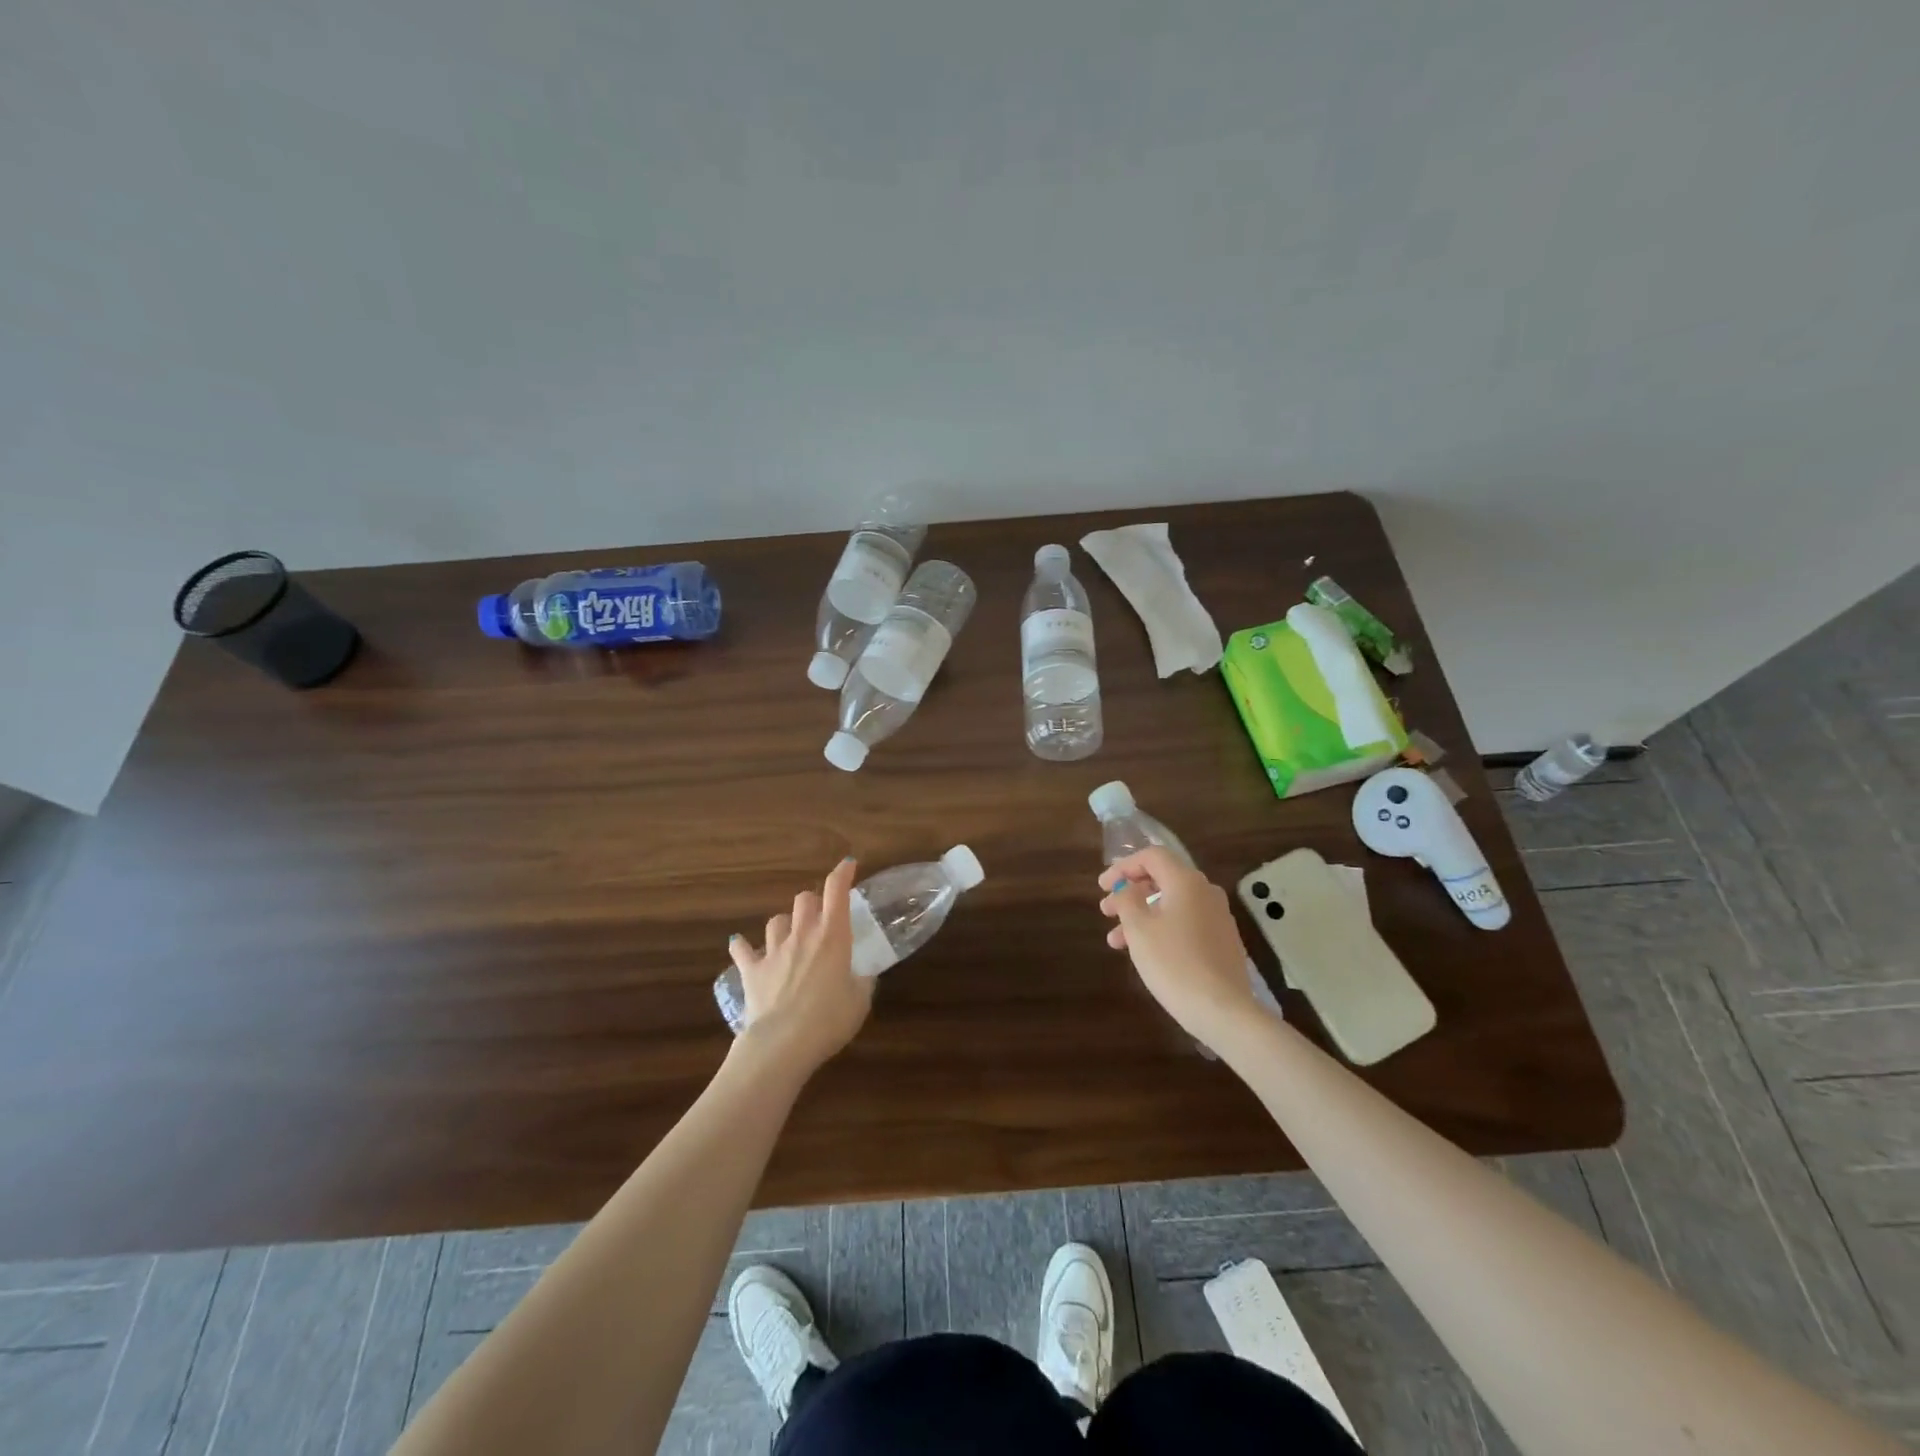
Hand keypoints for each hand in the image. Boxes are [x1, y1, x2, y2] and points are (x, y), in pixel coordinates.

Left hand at [728, 859, 873, 1076]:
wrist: (782, 1043)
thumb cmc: (829, 1019)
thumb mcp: (860, 1001)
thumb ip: (862, 981)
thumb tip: (862, 975)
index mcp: (833, 936)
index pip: (837, 891)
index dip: (842, 873)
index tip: (848, 865)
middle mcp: (802, 935)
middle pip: (804, 900)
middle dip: (813, 902)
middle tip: (820, 917)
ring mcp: (774, 951)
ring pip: (775, 921)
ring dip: (784, 924)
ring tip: (789, 936)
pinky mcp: (752, 971)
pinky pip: (742, 950)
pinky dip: (742, 947)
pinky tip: (740, 946)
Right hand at [1099, 846, 1265, 1050]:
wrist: (1223, 1010)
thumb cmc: (1173, 963)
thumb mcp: (1138, 928)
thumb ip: (1127, 900)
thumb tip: (1127, 888)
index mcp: (1186, 882)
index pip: (1152, 856)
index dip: (1123, 867)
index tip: (1102, 886)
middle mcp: (1206, 892)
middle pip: (1162, 880)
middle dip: (1130, 893)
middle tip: (1106, 911)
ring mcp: (1218, 918)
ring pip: (1172, 905)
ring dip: (1142, 916)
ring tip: (1116, 941)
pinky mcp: (1223, 942)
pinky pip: (1186, 924)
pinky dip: (1161, 929)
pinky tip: (1145, 953)